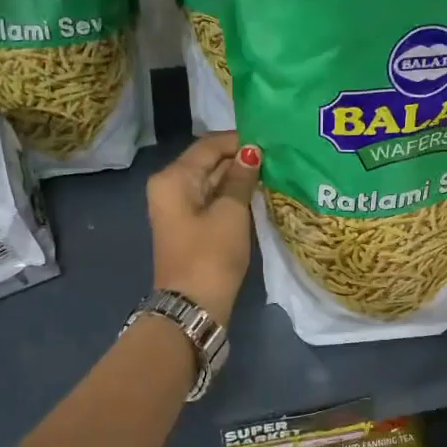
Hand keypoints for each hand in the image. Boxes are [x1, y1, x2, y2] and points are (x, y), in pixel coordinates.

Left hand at [147, 131, 261, 324]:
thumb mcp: (231, 213)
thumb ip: (241, 179)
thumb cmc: (211, 255)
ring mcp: (178, 208)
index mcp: (173, 178)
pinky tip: (257, 194)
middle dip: (240, 159)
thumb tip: (251, 152)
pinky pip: (211, 201)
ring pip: (211, 182)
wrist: (193, 307)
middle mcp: (169, 187)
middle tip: (277, 155)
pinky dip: (231, 196)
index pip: (209, 145)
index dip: (239, 140)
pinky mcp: (188, 227)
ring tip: (273, 171)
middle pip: (207, 162)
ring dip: (238, 178)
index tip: (271, 139)